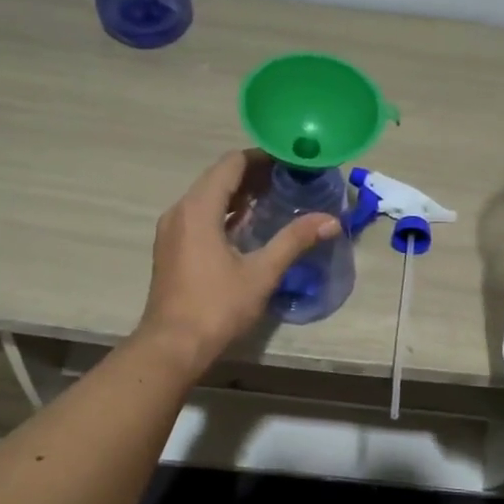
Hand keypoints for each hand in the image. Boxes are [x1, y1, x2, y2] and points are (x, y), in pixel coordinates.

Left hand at [134, 149, 340, 373]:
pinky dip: (225, 212)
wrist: (172, 346)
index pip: (231, 164)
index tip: (291, 160)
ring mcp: (172, 230)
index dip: (262, 157)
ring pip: (208, 197)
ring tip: (275, 197)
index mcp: (198, 208)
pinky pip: (200, 215)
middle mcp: (180, 211)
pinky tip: (249, 225)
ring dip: (239, 193)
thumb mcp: (261, 273)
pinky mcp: (171, 248)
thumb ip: (294, 241)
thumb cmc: (216, 307)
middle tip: (290, 178)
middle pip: (218, 177)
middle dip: (254, 174)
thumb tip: (331, 220)